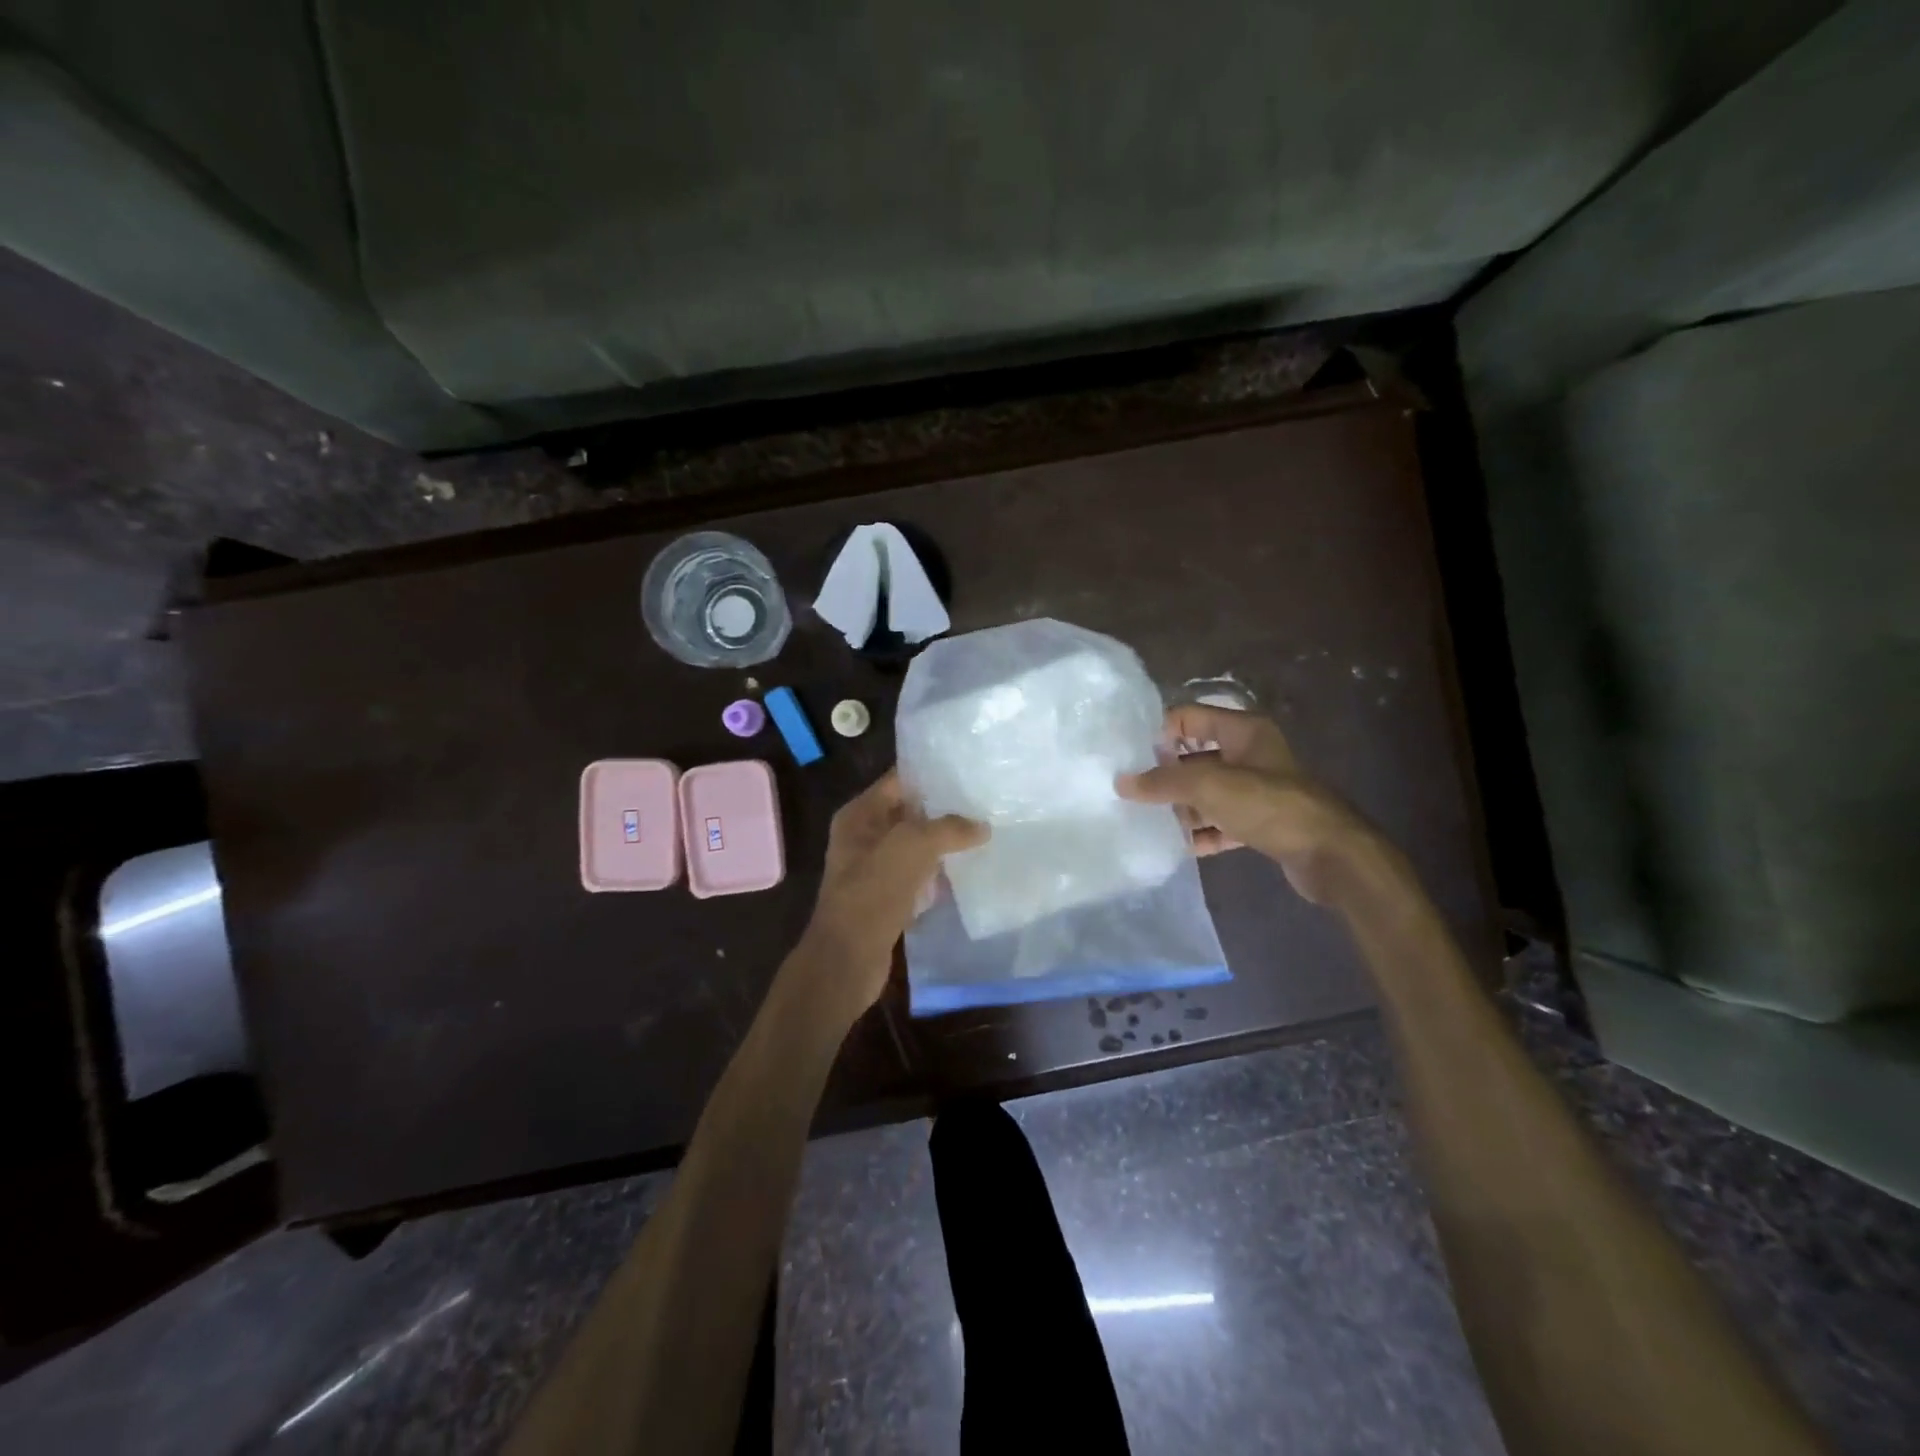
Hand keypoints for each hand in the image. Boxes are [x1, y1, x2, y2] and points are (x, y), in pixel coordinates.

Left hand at [794, 770, 987, 1013]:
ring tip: (985, 831)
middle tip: (985, 801)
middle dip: (943, 808)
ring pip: (916, 845)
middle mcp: (863, 836)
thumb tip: (982, 827)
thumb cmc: (873, 892)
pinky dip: (938, 872)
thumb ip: (949, 829)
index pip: (899, 780)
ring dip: (944, 842)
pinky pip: (918, 874)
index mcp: (859, 814)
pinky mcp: (887, 896)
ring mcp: (874, 868)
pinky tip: (967, 870)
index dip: (931, 773)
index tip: (968, 769)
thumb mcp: (912, 847)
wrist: (847, 959)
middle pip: (910, 812)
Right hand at [1116, 704, 1373, 904]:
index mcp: (1242, 731)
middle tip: (1135, 794)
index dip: (1160, 733)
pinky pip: (1223, 821)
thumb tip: (1122, 782)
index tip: (1131, 759)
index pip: (1188, 717)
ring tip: (1154, 822)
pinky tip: (1183, 846)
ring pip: (1208, 792)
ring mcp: (1258, 790)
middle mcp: (1251, 754)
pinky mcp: (1263, 822)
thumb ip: (1162, 782)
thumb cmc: (1268, 805)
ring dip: (1184, 807)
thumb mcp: (1208, 786)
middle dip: (1167, 776)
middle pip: (1195, 756)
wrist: (1330, 854)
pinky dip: (1204, 831)